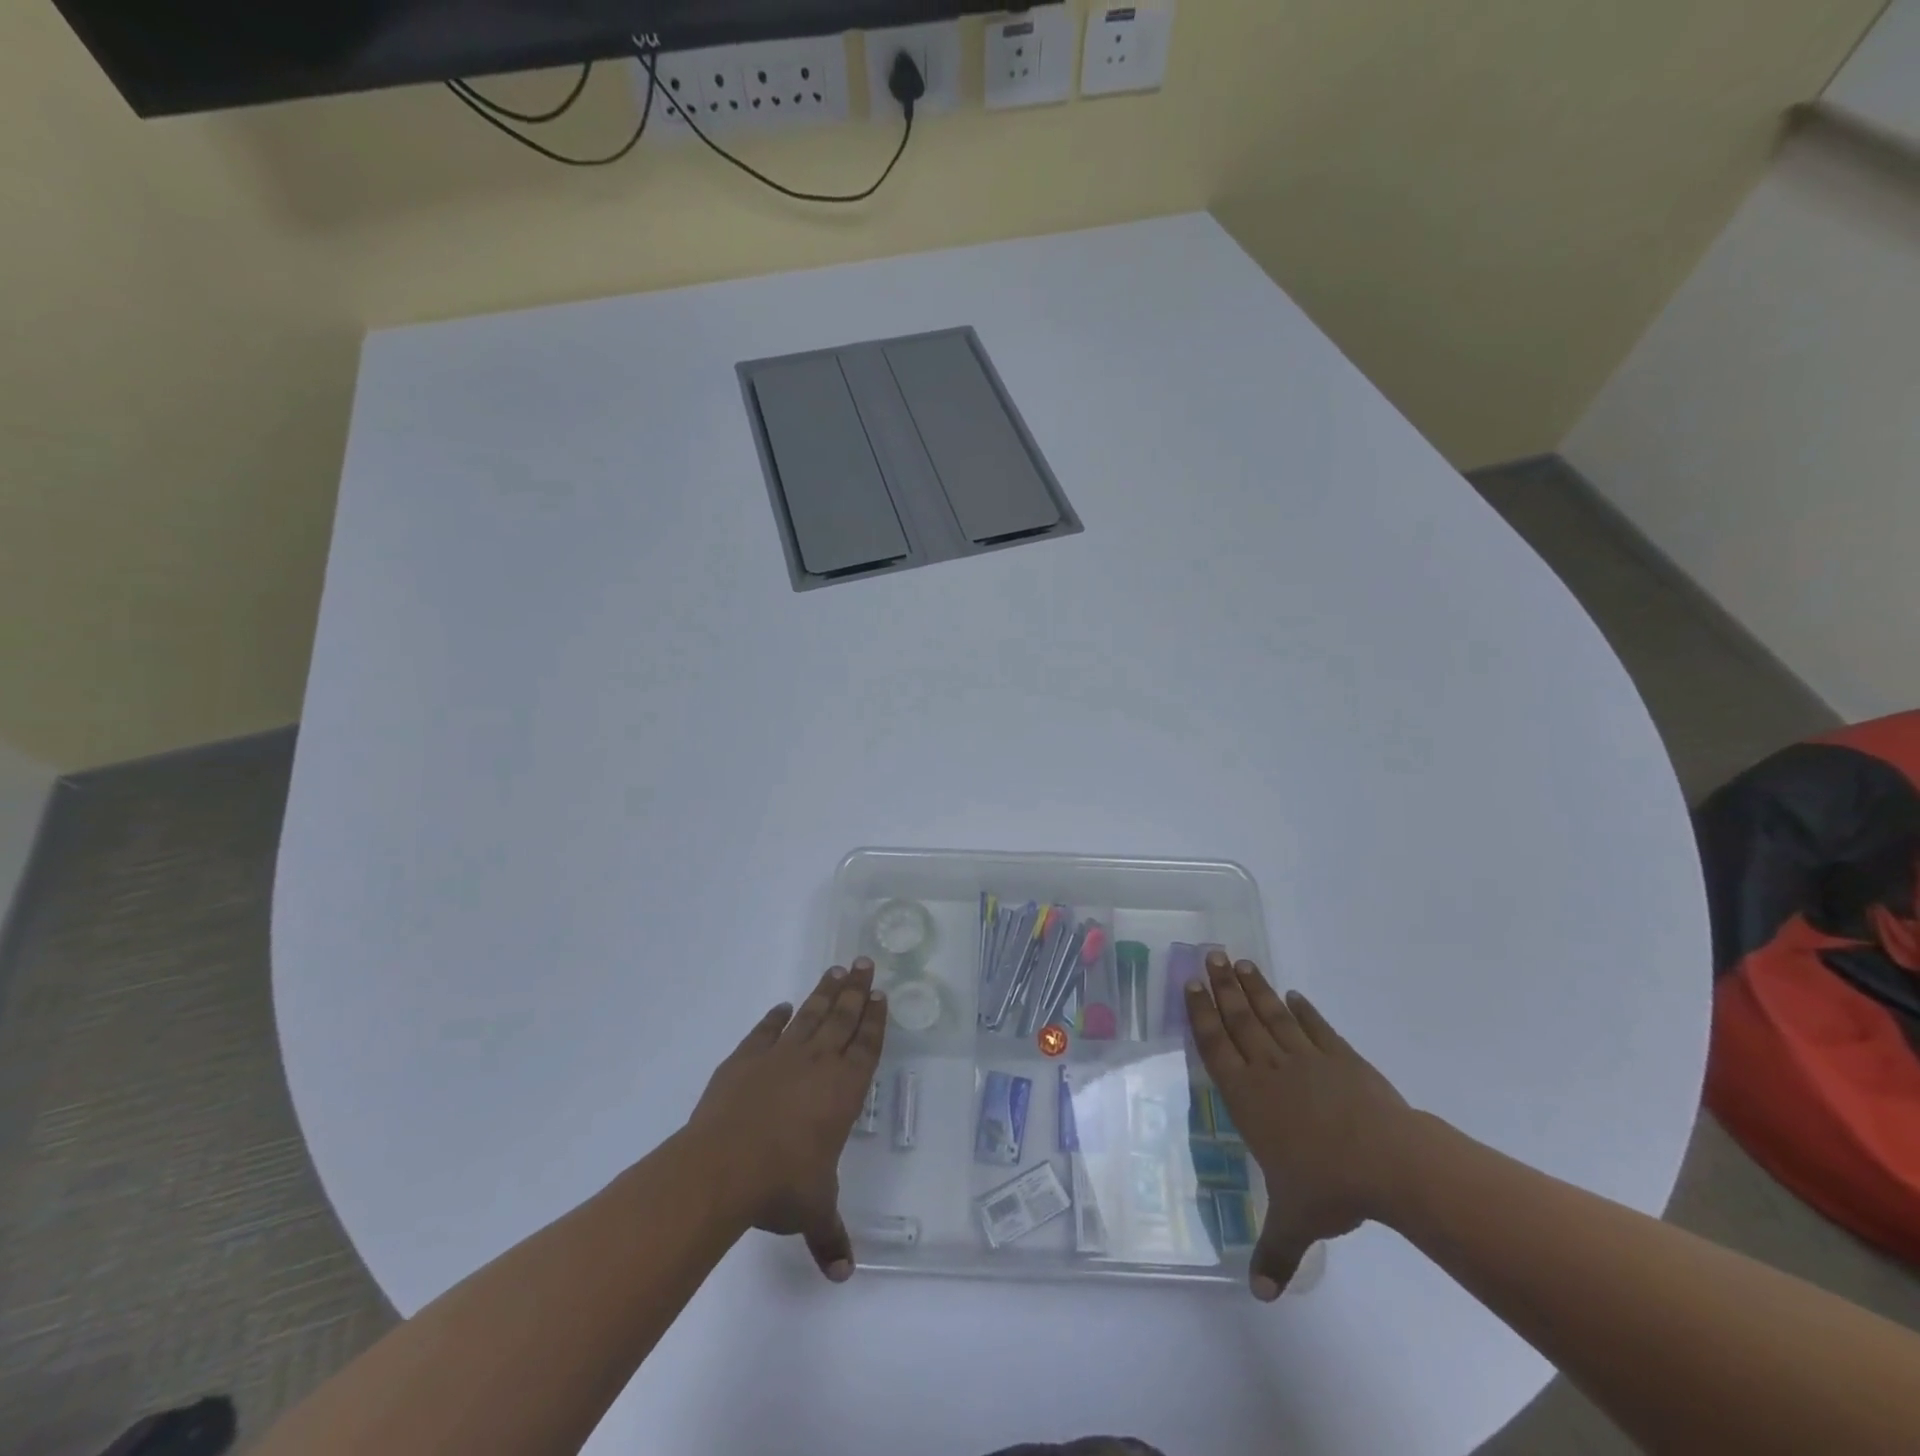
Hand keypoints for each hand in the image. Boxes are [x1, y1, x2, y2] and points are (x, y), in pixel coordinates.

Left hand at [686, 958, 885, 1280]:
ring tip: (837, 970)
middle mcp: (818, 1064)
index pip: (866, 1046)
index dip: (875, 1020)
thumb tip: (844, 1274)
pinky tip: (782, 1007)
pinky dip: (775, 1018)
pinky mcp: (745, 1059)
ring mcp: (780, 1057)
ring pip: (810, 1015)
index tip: (881, 994)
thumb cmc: (781, 1185)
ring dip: (824, 993)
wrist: (722, 1167)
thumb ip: (830, 1235)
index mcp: (843, 1090)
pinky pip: (765, 1031)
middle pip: (843, 1017)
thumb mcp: (813, 1212)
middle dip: (856, 990)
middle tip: (865, 962)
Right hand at [1187, 950, 1415, 1300]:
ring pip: (1272, 1015)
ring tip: (1241, 961)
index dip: (1202, 1014)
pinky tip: (1293, 995)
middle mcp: (1269, 1069)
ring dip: (1255, 988)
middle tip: (1210, 955)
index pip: (1216, 1047)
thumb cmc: (1329, 1186)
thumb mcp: (1296, 1222)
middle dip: (1222, 986)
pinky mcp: (1340, 1057)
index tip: (1191, 985)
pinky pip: (1315, 1027)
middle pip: (1239, 1019)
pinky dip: (1303, 1009)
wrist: (1389, 1162)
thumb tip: (1260, 1297)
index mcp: (1248, 1097)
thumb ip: (1274, 1252)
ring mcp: (1306, 1058)